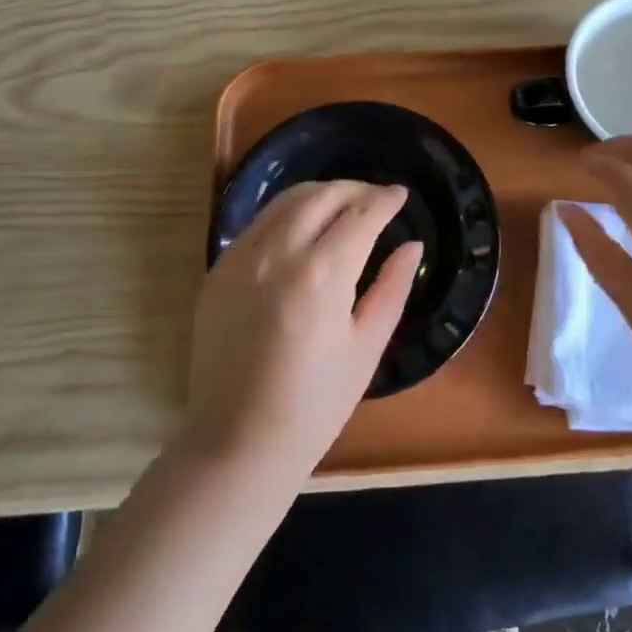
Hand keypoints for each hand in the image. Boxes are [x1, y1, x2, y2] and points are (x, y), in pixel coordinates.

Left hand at [183, 181, 421, 479]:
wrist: (238, 442)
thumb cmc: (315, 405)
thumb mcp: (366, 347)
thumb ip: (392, 288)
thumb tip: (412, 246)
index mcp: (322, 275)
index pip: (361, 214)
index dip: (385, 200)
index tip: (401, 195)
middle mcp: (278, 253)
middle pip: (322, 195)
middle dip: (355, 189)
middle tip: (376, 199)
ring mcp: (241, 258)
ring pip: (286, 201)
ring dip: (321, 194)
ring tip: (343, 206)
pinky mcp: (218, 270)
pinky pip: (259, 224)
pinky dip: (287, 215)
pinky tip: (302, 230)